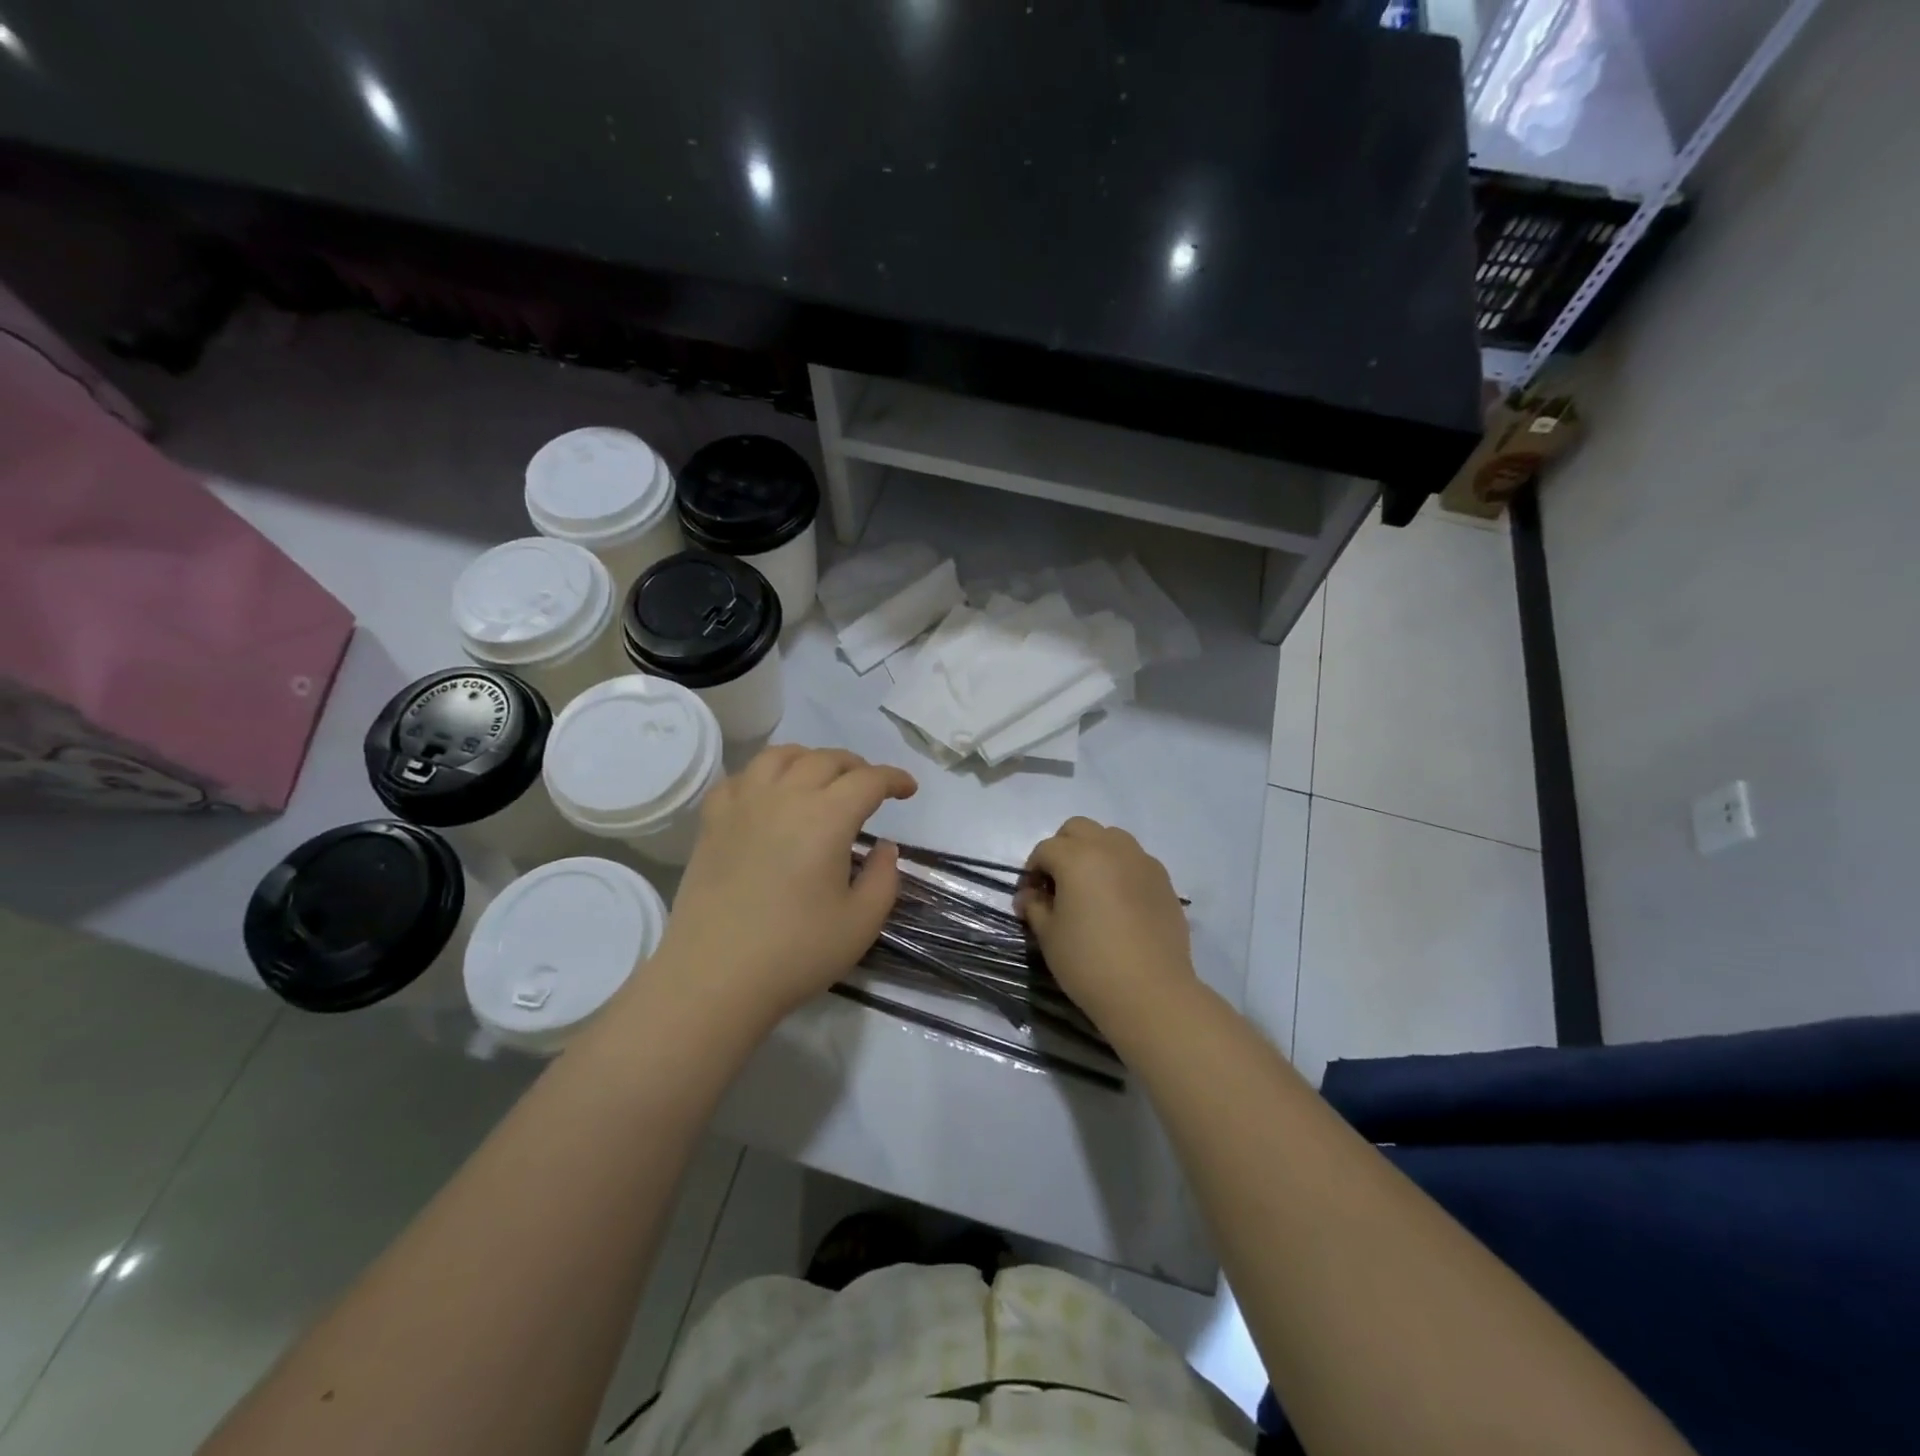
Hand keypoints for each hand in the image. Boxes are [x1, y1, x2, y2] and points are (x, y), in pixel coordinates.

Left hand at [647, 746, 916, 1026]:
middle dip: (857, 767)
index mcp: (827, 817)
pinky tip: (768, 795)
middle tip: (869, 788)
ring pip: (780, 756)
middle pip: (827, 760)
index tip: (908, 790)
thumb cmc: (796, 952)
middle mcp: (785, 796)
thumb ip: (884, 877)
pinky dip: (762, 775)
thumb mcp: (862, 922)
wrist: (715, 978)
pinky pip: (740, 778)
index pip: (869, 780)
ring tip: (820, 778)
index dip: (894, 779)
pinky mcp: (713, 822)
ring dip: (810, 759)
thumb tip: (884, 846)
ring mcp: (744, 805)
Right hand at [1017, 817, 1196, 1029]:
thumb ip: (1035, 907)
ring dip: (1094, 852)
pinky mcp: (1163, 880)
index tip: (1029, 898)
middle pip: (1078, 829)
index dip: (1031, 871)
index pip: (1045, 849)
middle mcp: (1110, 848)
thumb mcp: (1049, 936)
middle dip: (1062, 848)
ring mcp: (1142, 861)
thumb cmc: (1089, 963)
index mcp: (1077, 858)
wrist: (1150, 992)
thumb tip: (1029, 896)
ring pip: (1111, 837)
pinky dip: (1120, 868)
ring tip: (1089, 887)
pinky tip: (1118, 901)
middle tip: (1057, 883)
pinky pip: (1135, 860)